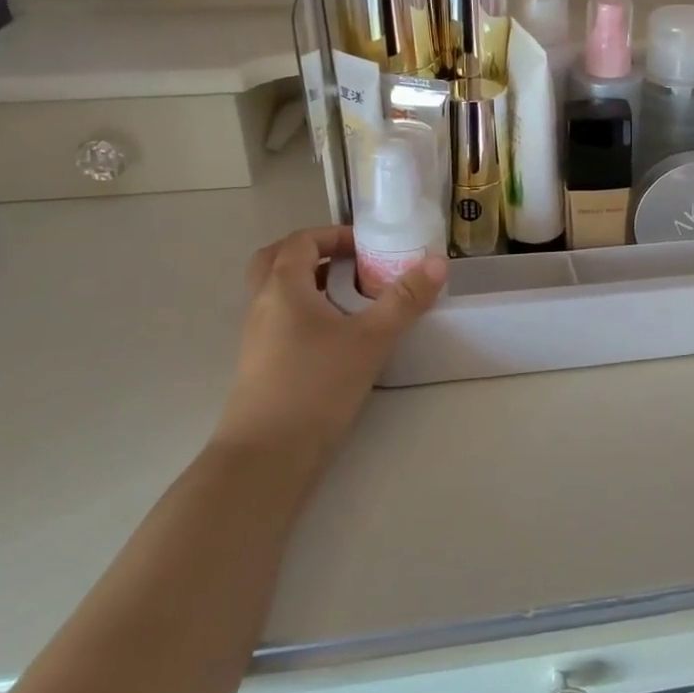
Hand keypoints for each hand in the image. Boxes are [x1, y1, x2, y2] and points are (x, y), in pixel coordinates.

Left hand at [215, 226, 447, 458]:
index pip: (301, 241)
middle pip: (276, 261)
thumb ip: (405, 300)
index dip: (333, 235)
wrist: (267, 456)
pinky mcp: (260, 364)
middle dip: (313, 253)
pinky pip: (279, 320)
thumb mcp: (371, 339)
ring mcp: (256, 337)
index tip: (366, 247)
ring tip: (349, 298)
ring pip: (276, 293)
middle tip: (349, 263)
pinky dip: (304, 312)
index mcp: (282, 288)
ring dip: (308, 284)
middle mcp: (261, 305)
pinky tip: (336, 337)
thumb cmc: (317, 386)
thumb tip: (438, 262)